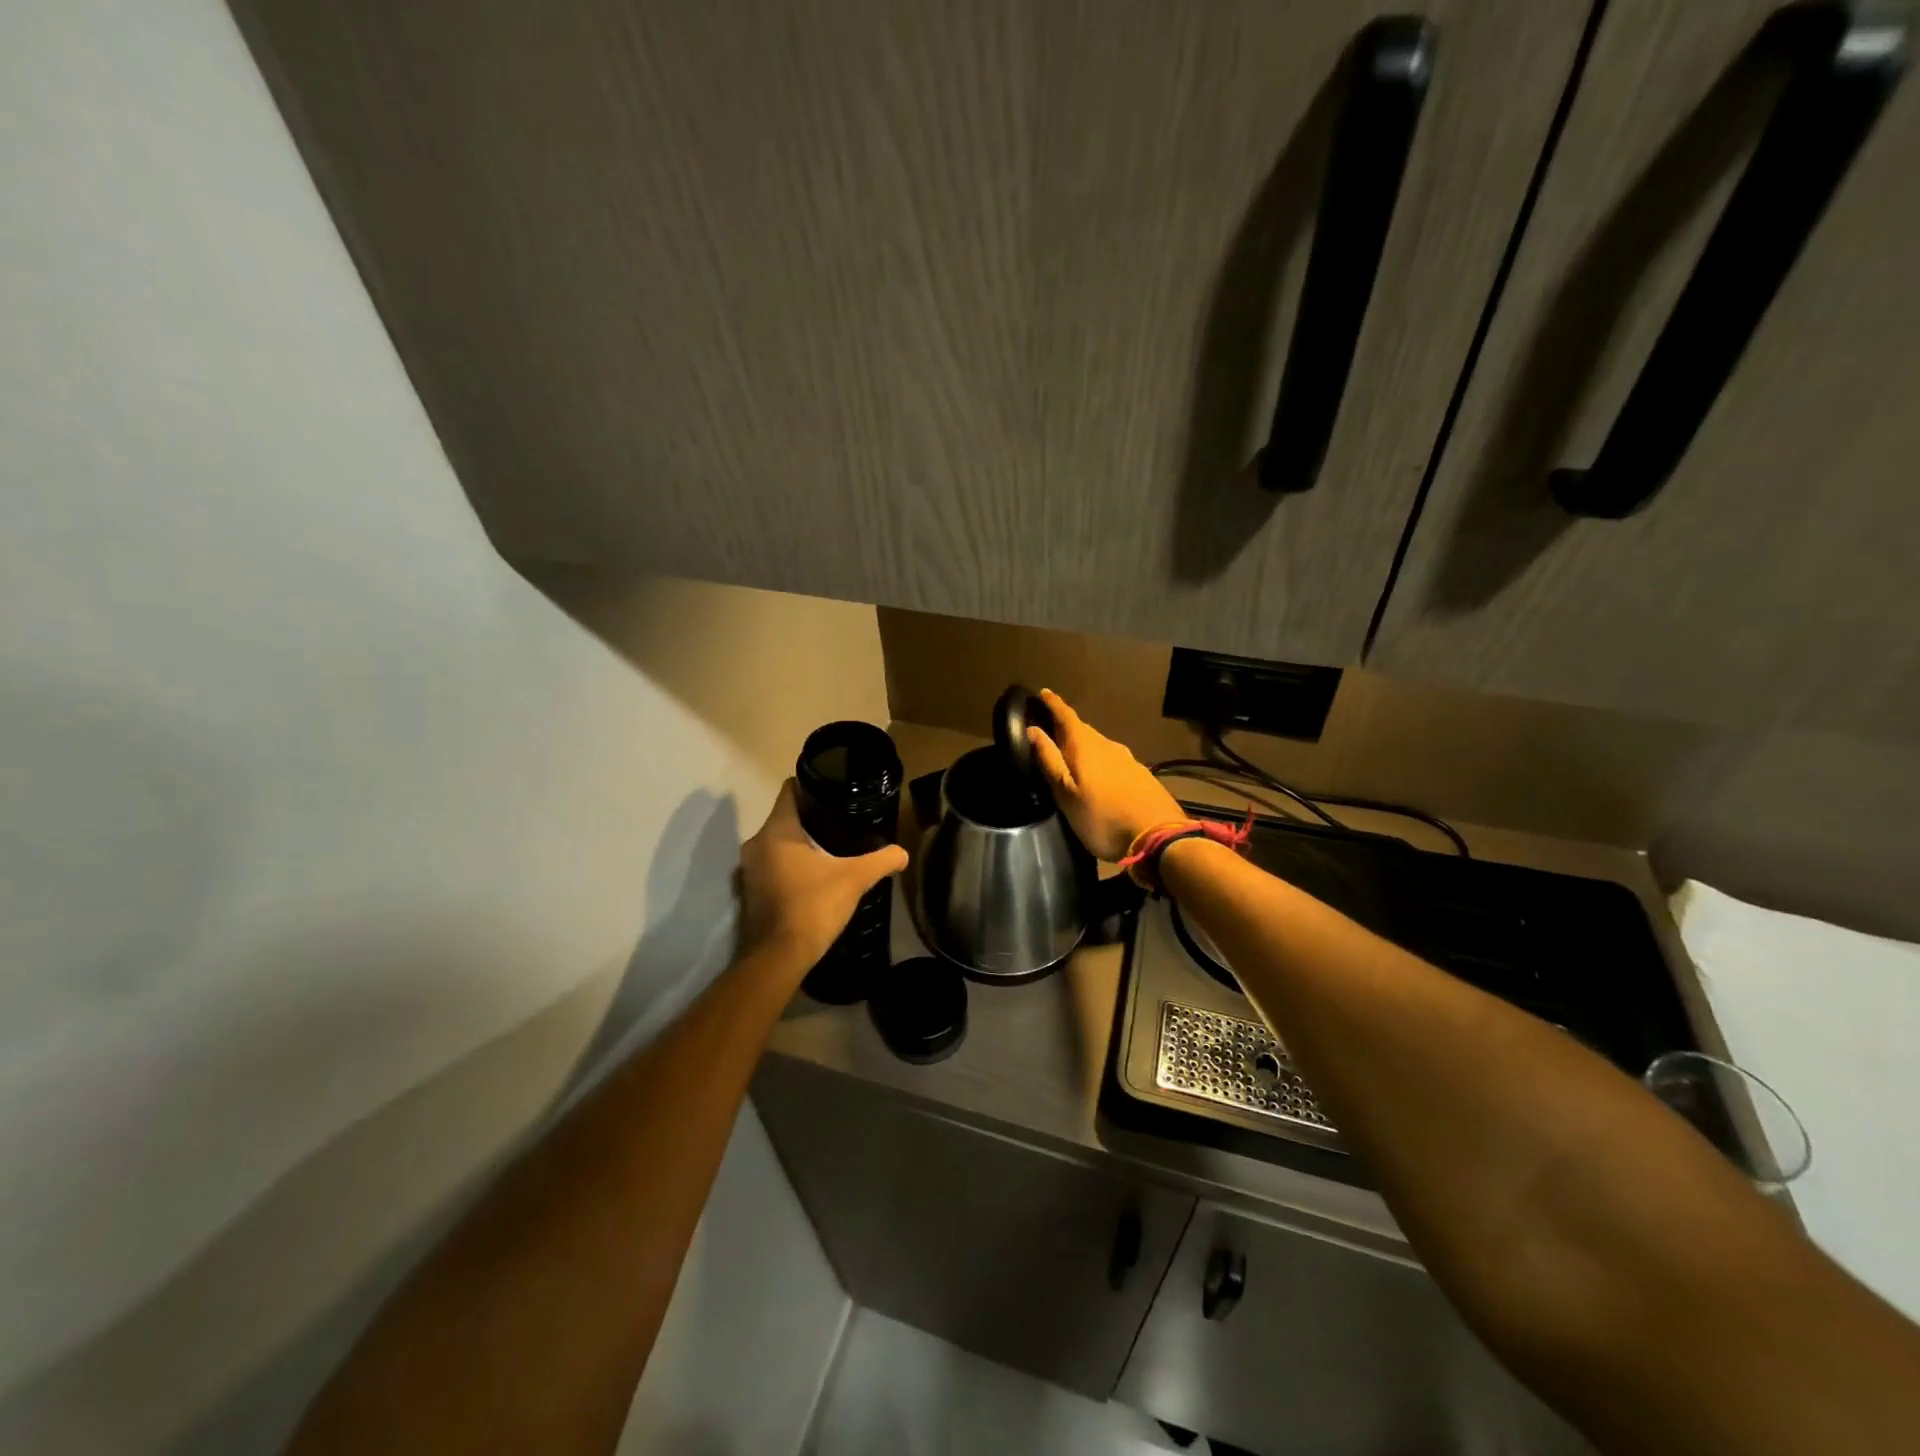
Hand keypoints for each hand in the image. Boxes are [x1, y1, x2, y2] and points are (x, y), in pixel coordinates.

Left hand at [738, 780, 908, 973]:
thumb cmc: (813, 905)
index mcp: (777, 830)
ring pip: (777, 843)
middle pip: (785, 817)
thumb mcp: (855, 879)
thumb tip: (903, 853)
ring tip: (831, 848)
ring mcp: (749, 869)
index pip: (789, 791)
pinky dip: (789, 865)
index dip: (811, 786)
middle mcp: (757, 843)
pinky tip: (813, 875)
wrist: (780, 956)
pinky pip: (772, 865)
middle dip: (810, 818)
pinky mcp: (750, 890)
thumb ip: (881, 860)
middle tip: (841, 822)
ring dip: (799, 844)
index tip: (833, 791)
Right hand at [1026, 689, 1184, 861]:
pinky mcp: (1141, 775)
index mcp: (1086, 747)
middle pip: (1084, 730)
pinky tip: (1099, 774)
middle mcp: (1108, 746)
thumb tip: (1032, 729)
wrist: (1158, 837)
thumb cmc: (1102, 818)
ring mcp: (1128, 760)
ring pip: (1100, 745)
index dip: (1054, 704)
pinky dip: (1100, 759)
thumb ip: (1050, 761)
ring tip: (1071, 753)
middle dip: (1067, 726)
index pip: (1067, 716)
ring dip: (1084, 744)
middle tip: (1050, 728)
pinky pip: (1113, 759)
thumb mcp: (1067, 794)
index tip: (1043, 692)